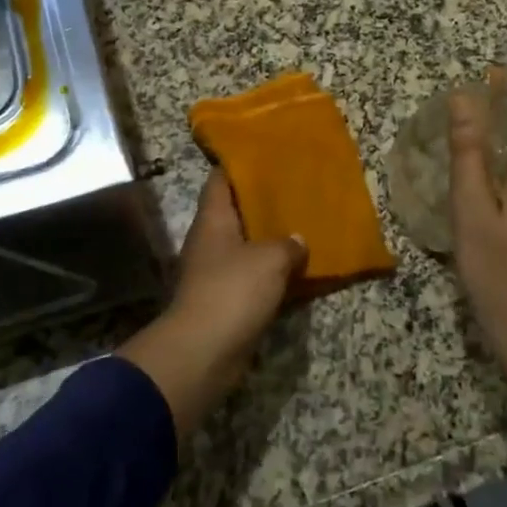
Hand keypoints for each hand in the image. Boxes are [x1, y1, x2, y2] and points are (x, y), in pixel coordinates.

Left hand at [116, 171, 305, 438]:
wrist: (203, 351)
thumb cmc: (232, 291)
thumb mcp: (269, 260)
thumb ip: (287, 244)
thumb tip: (297, 239)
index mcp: (213, 219)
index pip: (220, 180)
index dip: (239, 165)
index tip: (265, 155)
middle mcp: (210, 240)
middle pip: (235, 212)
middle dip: (262, 203)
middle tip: (295, 190)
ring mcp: (215, 271)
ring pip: (246, 245)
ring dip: (269, 239)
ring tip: (302, 225)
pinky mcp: (225, 300)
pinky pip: (251, 276)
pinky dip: (271, 272)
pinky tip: (296, 268)